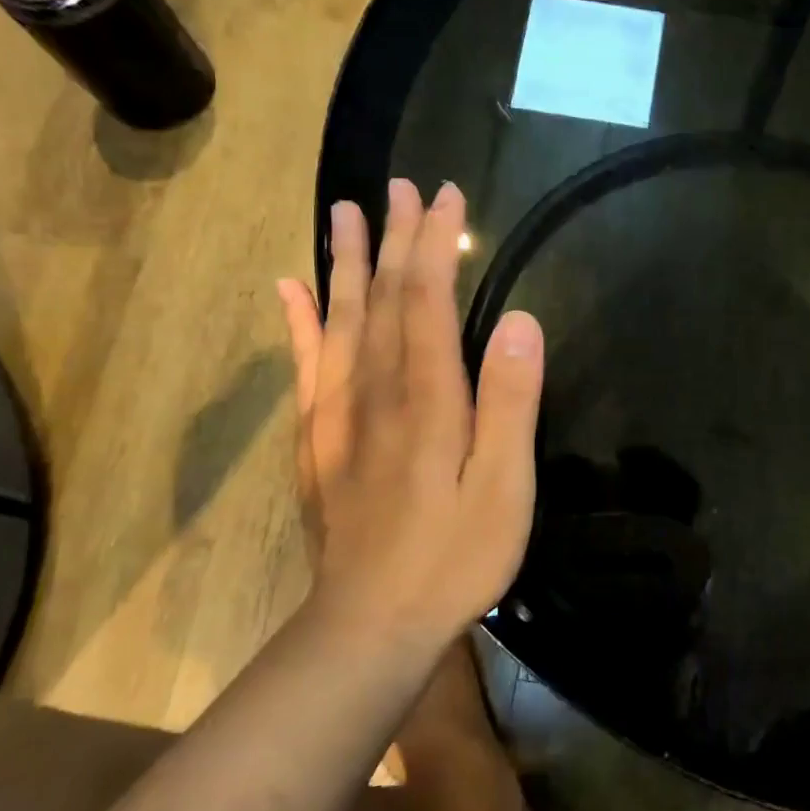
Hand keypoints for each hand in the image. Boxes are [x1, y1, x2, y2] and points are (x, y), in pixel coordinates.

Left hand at [277, 180, 543, 639]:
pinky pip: (306, 366)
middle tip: (399, 186)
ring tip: (343, 213)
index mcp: (426, 396)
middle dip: (393, 238)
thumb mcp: (505, 486)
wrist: (371, 624)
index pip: (427, 299)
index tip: (445, 196)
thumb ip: (511, 401)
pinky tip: (290, 290)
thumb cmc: (453, 555)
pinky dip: (298, 322)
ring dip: (344, 263)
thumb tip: (519, 319)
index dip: (434, 244)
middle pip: (381, 298)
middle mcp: (375, 390)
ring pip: (340, 320)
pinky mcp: (319, 440)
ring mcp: (339, 414)